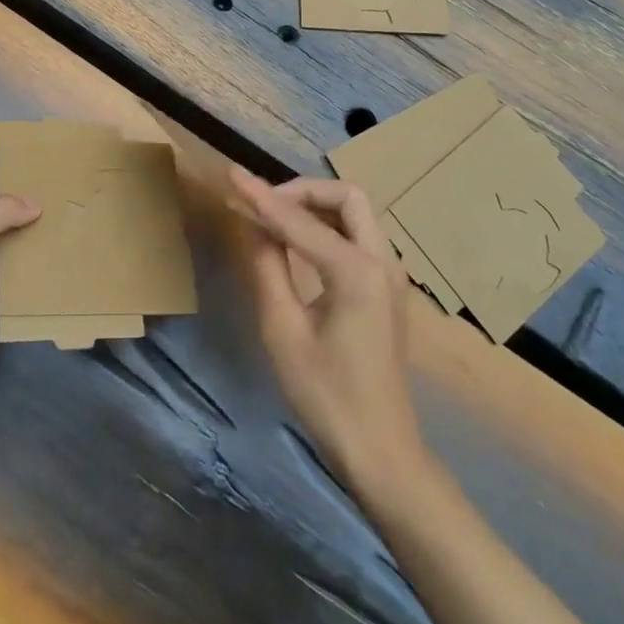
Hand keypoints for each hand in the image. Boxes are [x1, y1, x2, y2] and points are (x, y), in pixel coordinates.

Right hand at [230, 168, 426, 489]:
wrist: (380, 448)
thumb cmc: (325, 395)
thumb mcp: (283, 331)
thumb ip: (267, 268)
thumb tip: (252, 224)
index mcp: (357, 272)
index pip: (300, 221)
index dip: (262, 197)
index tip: (232, 175)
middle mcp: (383, 261)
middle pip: (347, 197)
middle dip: (303, 191)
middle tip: (264, 204)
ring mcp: (391, 274)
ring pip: (357, 214)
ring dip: (317, 206)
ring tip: (274, 219)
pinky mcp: (388, 288)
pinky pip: (360, 237)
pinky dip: (329, 227)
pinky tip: (300, 243)